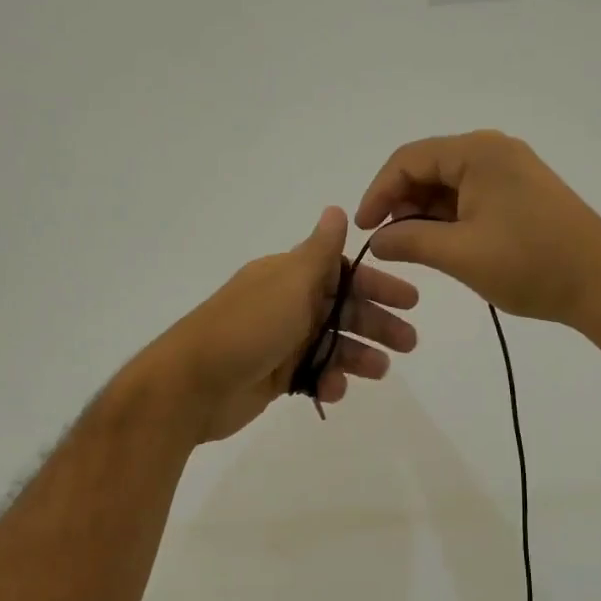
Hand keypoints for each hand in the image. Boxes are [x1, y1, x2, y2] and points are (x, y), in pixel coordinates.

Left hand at [144, 208, 418, 442]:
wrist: (191, 385)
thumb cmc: (247, 328)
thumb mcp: (289, 283)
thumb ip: (318, 252)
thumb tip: (336, 208)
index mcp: (288, 276)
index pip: (342, 272)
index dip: (376, 284)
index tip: (409, 301)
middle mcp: (286, 304)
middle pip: (341, 309)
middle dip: (376, 323)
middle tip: (409, 342)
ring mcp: (280, 341)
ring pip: (331, 343)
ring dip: (357, 355)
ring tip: (380, 371)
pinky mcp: (274, 375)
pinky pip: (312, 373)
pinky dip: (327, 380)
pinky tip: (334, 391)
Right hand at [354, 130, 600, 328]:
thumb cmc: (529, 264)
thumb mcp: (460, 254)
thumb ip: (409, 241)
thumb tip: (376, 241)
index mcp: (478, 152)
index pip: (409, 159)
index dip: (378, 192)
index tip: (363, 230)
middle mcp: (494, 151)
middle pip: (429, 168)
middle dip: (400, 203)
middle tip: (384, 242)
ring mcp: (511, 172)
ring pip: (450, 184)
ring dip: (424, 213)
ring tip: (409, 248)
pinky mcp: (522, 194)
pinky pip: (472, 196)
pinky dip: (449, 218)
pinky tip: (440, 244)